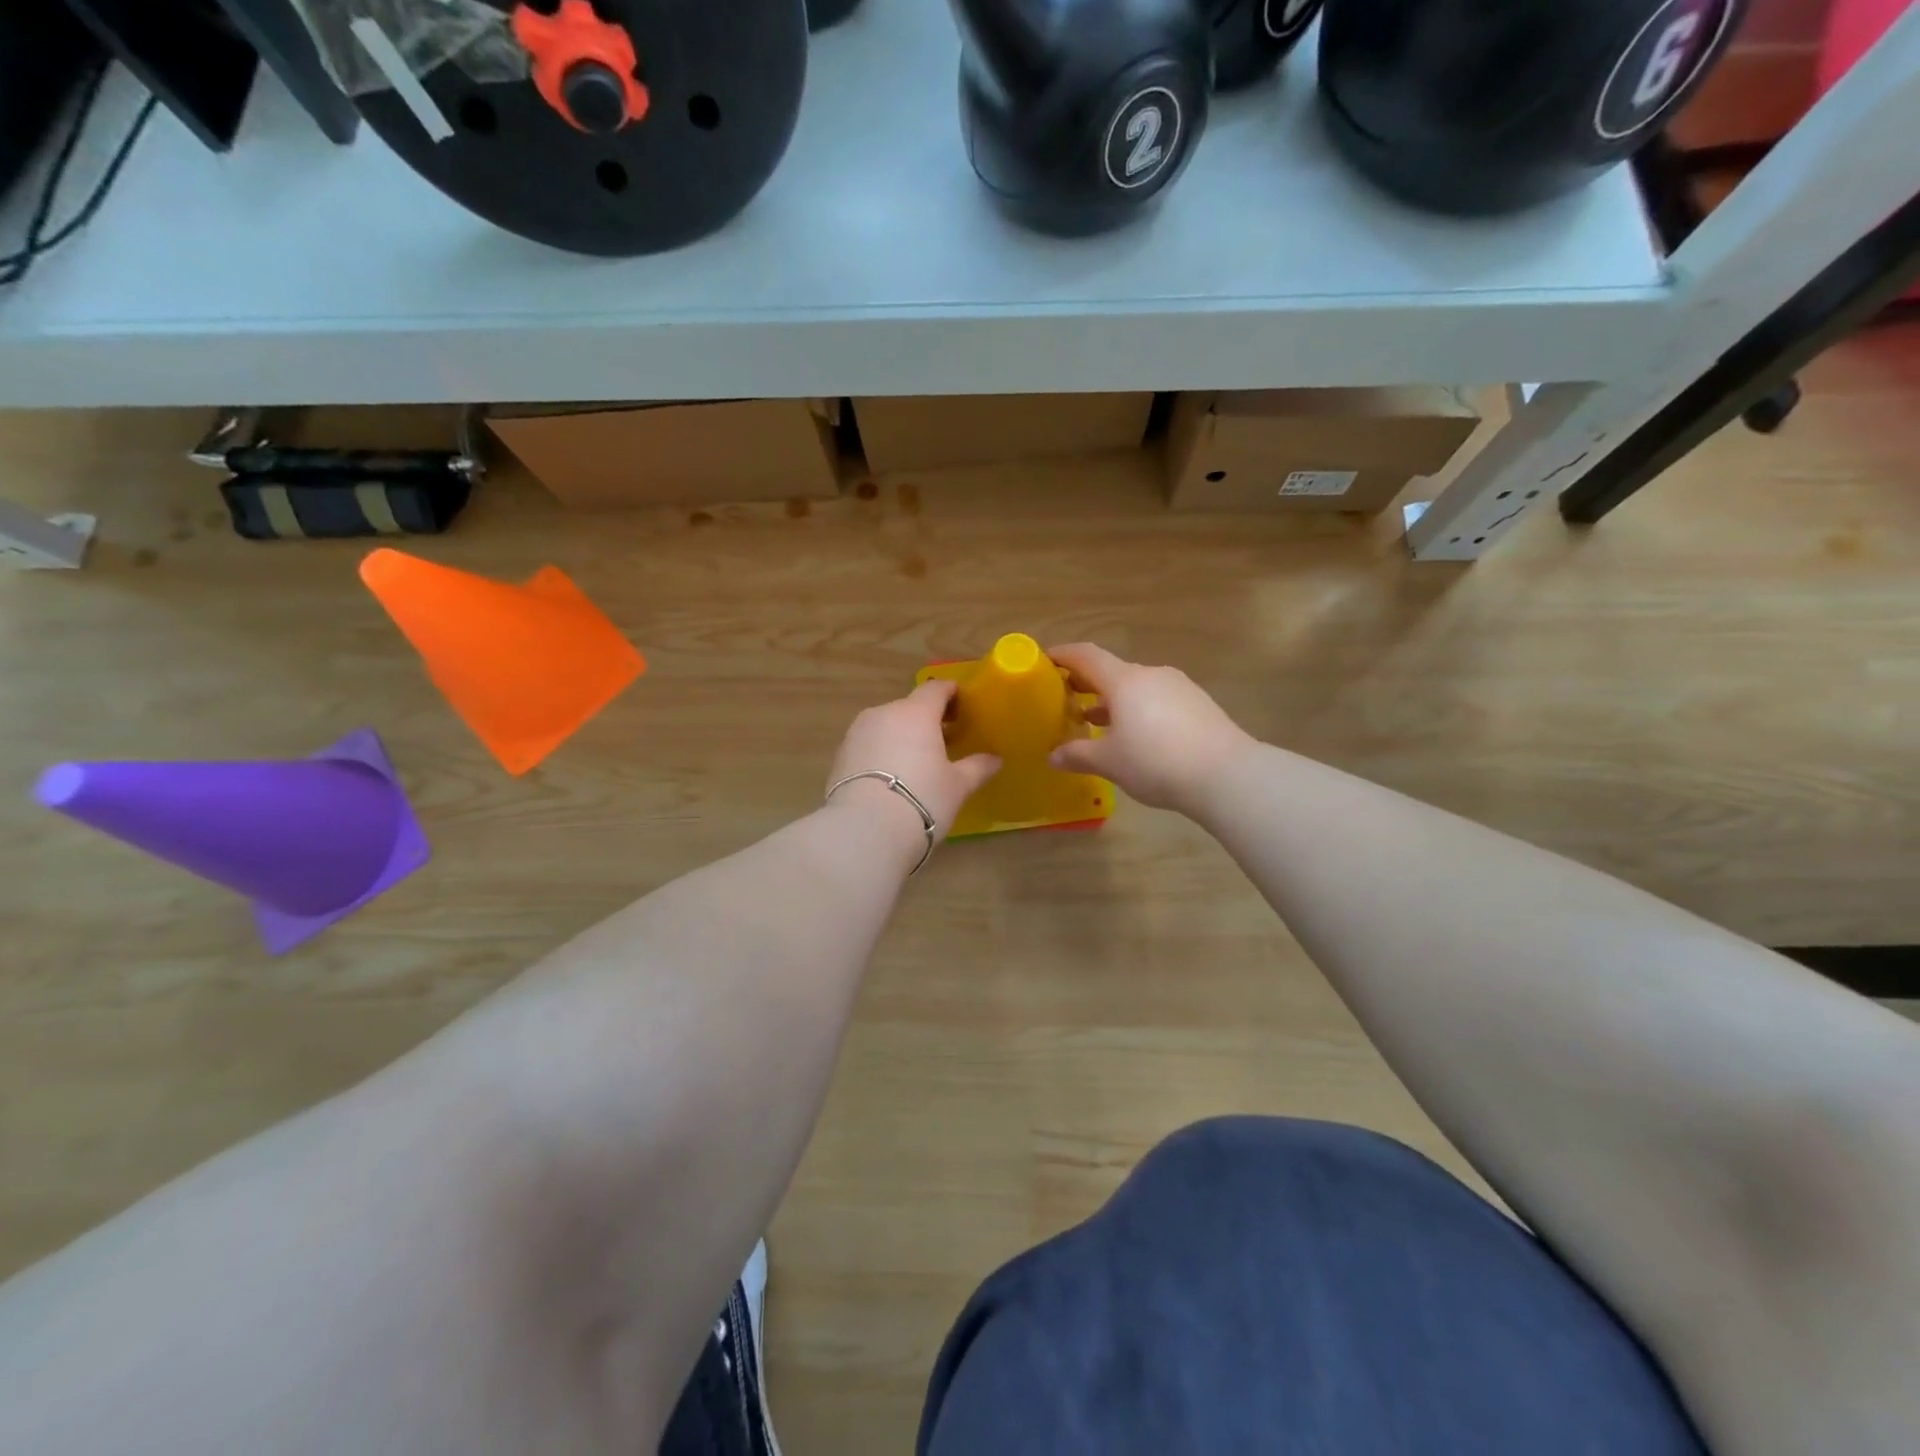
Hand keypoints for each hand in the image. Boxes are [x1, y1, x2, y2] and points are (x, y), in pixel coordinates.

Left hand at [827, 680, 1001, 847]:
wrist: (864, 830)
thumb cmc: (922, 799)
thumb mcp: (957, 786)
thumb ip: (977, 767)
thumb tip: (995, 759)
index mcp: (916, 713)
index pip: (936, 689)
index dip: (951, 694)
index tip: (963, 706)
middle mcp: (884, 713)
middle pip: (909, 707)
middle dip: (926, 719)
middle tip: (944, 740)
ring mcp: (857, 733)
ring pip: (886, 725)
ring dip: (901, 736)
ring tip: (915, 761)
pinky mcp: (840, 755)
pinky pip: (868, 745)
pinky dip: (881, 753)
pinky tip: (890, 777)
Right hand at [1047, 643, 1255, 815]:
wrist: (1227, 775)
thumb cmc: (1156, 762)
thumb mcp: (1110, 762)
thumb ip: (1078, 755)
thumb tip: (1054, 755)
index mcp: (1124, 681)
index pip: (1086, 656)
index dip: (1063, 655)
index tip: (1044, 660)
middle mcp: (1151, 675)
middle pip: (1112, 671)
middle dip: (1086, 683)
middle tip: (1065, 698)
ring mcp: (1179, 687)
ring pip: (1136, 687)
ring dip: (1113, 700)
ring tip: (1097, 722)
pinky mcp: (1198, 704)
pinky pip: (1158, 699)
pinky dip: (1138, 710)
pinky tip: (1136, 736)